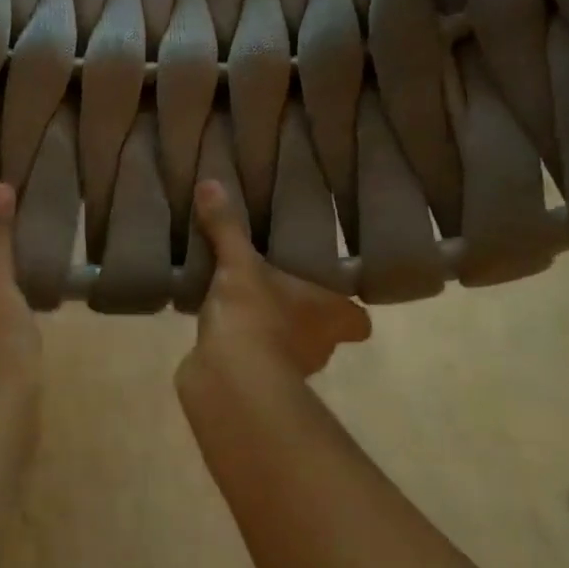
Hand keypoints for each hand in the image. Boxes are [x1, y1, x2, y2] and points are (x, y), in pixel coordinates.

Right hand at [184, 181, 370, 381]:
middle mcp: (319, 346)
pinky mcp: (256, 384)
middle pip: (323, 333)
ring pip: (288, 348)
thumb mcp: (239, 263)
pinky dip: (244, 349)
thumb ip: (227, 227)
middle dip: (304, 317)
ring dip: (273, 333)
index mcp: (330, 315)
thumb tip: (210, 183)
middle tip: (280, 291)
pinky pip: (254, 360)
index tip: (331, 297)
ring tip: (245, 305)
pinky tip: (222, 330)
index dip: (348, 311)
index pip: (358, 321)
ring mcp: (289, 371)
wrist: (229, 376)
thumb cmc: (255, 314)